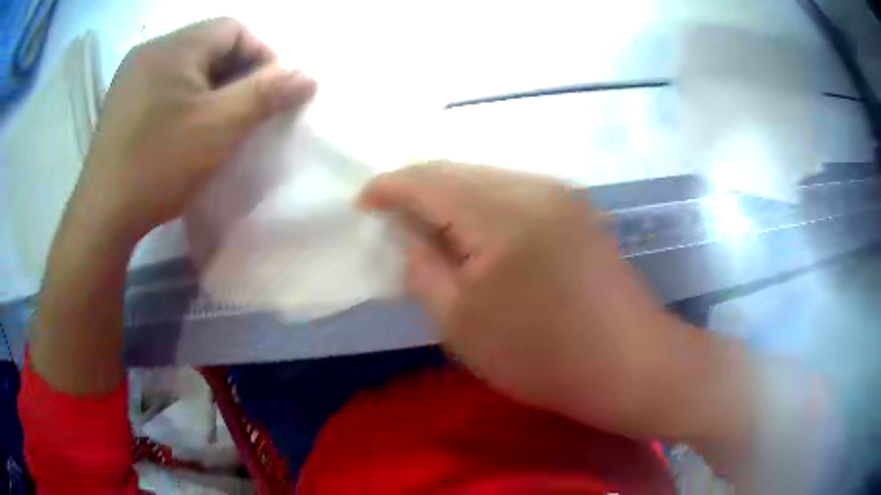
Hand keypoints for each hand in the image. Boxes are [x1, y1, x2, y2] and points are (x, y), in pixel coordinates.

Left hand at [29, 19, 314, 395]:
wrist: (103, 216)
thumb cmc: (160, 165)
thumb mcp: (220, 127)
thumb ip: (266, 94)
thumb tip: (308, 75)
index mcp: (174, 46)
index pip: (234, 29)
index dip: (260, 55)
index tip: (268, 93)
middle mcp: (150, 50)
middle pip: (209, 45)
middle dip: (235, 73)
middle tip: (243, 111)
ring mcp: (131, 76)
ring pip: (186, 66)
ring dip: (209, 86)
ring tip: (215, 122)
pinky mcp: (121, 101)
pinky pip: (164, 84)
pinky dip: (183, 98)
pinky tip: (184, 128)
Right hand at [360, 163, 749, 440]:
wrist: (630, 363)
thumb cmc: (542, 354)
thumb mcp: (462, 322)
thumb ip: (424, 269)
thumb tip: (409, 236)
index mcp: (501, 210)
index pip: (428, 179)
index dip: (388, 186)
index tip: (363, 202)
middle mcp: (534, 186)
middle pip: (459, 171)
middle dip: (419, 189)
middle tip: (394, 217)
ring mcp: (562, 195)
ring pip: (488, 179)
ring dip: (453, 197)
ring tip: (431, 226)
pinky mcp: (578, 211)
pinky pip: (516, 193)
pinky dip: (484, 206)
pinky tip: (478, 234)